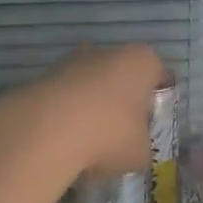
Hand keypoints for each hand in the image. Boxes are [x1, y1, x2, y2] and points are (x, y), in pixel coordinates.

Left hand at [0, 45, 165, 180]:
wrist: (46, 132)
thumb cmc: (109, 135)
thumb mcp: (141, 152)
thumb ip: (142, 143)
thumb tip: (133, 145)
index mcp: (141, 62)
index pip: (159, 75)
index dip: (158, 100)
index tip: (153, 123)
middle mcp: (107, 51)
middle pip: (121, 75)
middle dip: (121, 99)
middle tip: (122, 131)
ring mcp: (71, 60)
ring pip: (90, 83)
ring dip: (91, 105)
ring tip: (90, 139)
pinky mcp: (42, 76)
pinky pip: (64, 96)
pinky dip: (66, 113)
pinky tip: (65, 139)